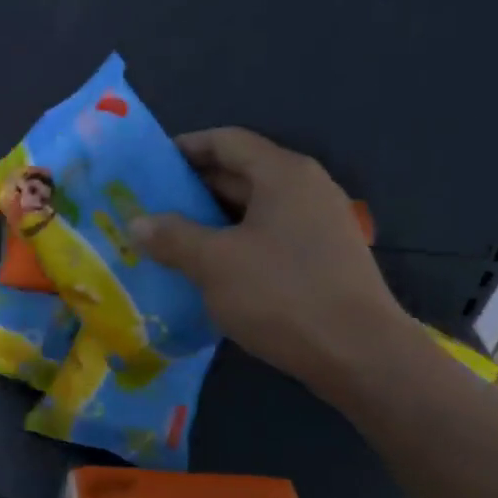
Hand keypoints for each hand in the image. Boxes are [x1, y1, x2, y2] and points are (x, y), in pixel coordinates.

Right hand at [133, 128, 411, 395]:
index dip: (184, 148)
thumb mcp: (214, 263)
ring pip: (251, 210)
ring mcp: (317, 225)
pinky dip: (233, 244)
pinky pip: (266, 238)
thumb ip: (172, 237)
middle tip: (148, 209)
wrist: (360, 356)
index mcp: (283, 174)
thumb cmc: (282, 295)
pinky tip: (206, 270)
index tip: (148, 168)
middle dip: (191, 189)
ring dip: (209, 221)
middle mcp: (305, 189)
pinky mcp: (321, 259)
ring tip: (168, 240)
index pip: (226, 141)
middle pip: (239, 173)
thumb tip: (138, 222)